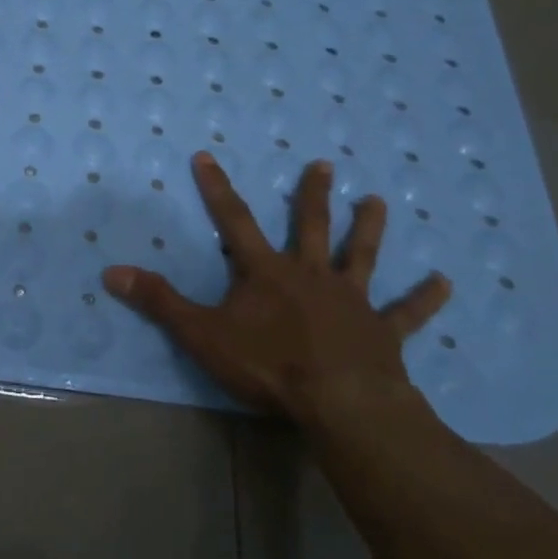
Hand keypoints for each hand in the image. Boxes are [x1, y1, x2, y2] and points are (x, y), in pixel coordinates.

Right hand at [103, 154, 450, 426]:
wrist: (340, 403)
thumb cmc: (268, 366)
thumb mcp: (201, 334)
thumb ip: (159, 302)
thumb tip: (111, 272)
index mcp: (266, 272)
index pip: (234, 220)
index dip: (217, 188)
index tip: (206, 155)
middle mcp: (311, 275)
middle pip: (311, 227)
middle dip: (313, 195)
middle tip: (325, 164)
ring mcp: (351, 301)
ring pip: (361, 256)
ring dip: (369, 229)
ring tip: (378, 201)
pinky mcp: (382, 332)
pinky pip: (407, 313)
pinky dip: (424, 299)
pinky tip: (445, 284)